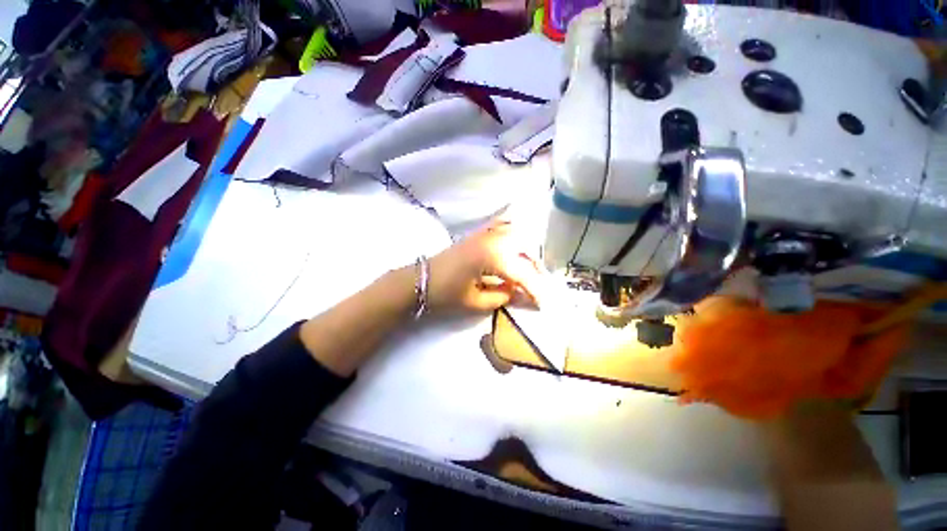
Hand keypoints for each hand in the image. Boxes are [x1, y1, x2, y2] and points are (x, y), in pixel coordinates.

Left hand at [427, 221, 544, 312]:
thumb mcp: (476, 301)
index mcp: (492, 257)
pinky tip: (515, 247)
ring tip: (528, 270)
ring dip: (526, 251)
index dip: (534, 289)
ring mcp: (485, 233)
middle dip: (534, 267)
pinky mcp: (478, 233)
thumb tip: (524, 295)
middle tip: (536, 285)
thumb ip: (504, 297)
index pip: (522, 273)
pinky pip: (502, 226)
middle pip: (524, 248)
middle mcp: (493, 239)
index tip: (542, 304)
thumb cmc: (446, 294)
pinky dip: (514, 234)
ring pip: (517, 234)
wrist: (420, 280)